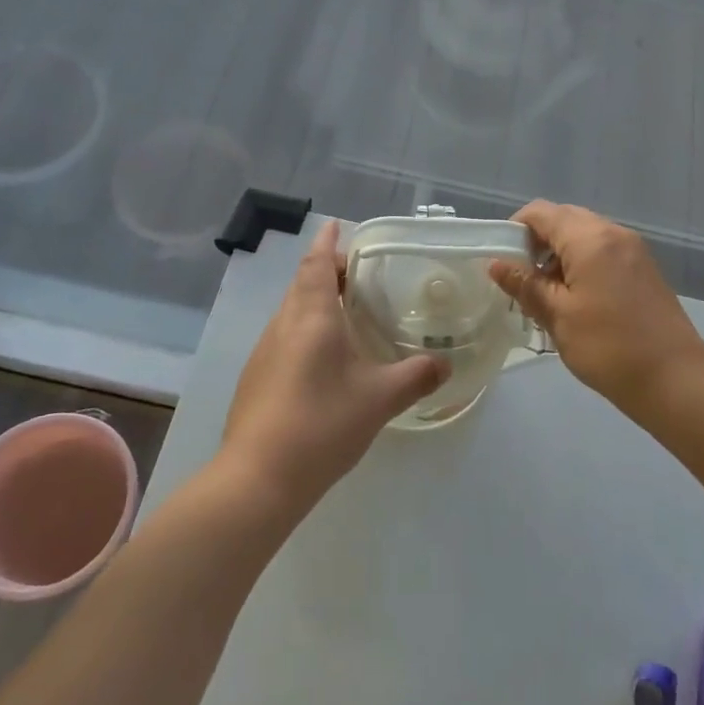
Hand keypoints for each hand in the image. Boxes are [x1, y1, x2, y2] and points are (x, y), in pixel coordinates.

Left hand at [222, 221, 450, 517]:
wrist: (257, 479)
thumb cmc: (321, 425)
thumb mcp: (379, 400)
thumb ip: (416, 376)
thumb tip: (446, 364)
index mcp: (311, 317)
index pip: (316, 264)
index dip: (327, 242)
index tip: (337, 225)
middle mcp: (283, 325)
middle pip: (302, 283)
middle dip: (326, 270)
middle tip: (359, 272)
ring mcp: (264, 352)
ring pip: (291, 311)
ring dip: (315, 300)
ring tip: (347, 309)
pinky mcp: (257, 378)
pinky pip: (285, 336)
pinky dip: (306, 329)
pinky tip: (326, 356)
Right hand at [489, 201, 703, 411]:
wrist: (674, 377)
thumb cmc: (608, 346)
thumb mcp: (558, 316)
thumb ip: (526, 285)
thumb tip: (497, 264)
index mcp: (590, 238)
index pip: (541, 212)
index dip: (515, 229)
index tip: (502, 260)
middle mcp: (613, 233)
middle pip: (564, 219)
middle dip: (538, 242)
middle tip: (523, 279)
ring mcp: (633, 249)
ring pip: (585, 235)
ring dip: (560, 254)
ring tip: (547, 295)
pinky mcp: (644, 268)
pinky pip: (604, 251)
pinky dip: (583, 263)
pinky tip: (577, 300)